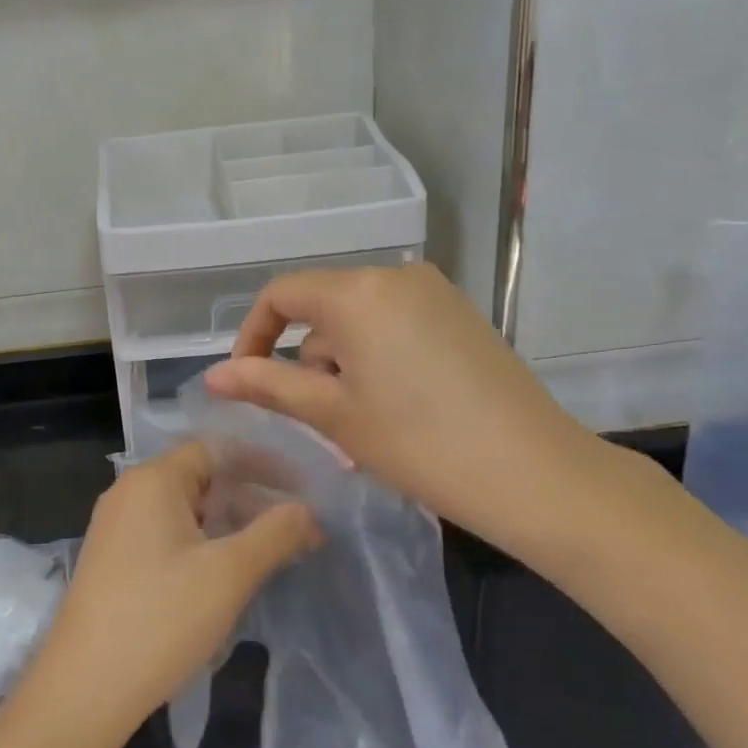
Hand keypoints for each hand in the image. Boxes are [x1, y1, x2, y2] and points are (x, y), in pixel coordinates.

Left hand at [25, 441, 316, 744]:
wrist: (83, 690)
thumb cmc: (160, 620)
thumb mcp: (229, 574)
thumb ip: (275, 534)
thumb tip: (308, 510)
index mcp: (152, 479)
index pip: (216, 449)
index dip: (262, 465)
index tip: (302, 490)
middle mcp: (128, 492)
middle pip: (200, 477)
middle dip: (248, 497)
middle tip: (293, 527)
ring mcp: (115, 528)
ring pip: (183, 510)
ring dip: (226, 524)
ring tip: (267, 552)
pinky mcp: (112, 561)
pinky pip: (164, 535)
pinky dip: (199, 544)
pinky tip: (223, 575)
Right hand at [203, 263, 619, 564]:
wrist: (534, 472)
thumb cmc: (418, 442)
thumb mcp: (333, 414)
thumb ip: (268, 386)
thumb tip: (213, 375)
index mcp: (357, 291)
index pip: (281, 295)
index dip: (253, 335)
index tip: (246, 381)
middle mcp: (395, 275)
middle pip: (322, 309)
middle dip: (306, 360)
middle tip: (316, 421)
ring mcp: (435, 293)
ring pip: (359, 321)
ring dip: (342, 366)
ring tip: (357, 428)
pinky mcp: (461, 316)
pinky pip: (395, 327)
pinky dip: (376, 361)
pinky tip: (393, 410)